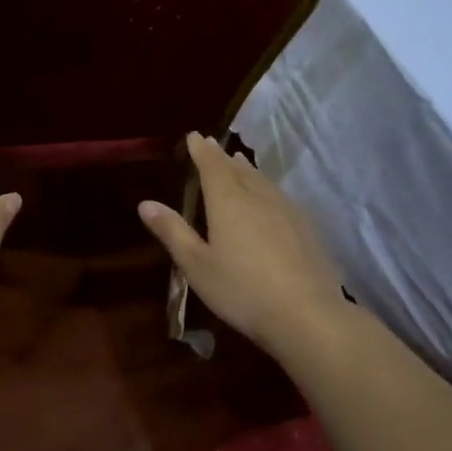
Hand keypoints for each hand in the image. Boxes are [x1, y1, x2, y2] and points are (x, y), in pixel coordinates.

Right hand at [138, 133, 343, 351]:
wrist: (305, 314)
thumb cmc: (241, 290)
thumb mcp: (196, 265)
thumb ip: (172, 231)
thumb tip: (145, 203)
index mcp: (228, 202)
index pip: (212, 166)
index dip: (201, 151)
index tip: (193, 136)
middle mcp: (258, 197)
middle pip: (238, 169)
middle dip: (222, 157)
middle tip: (212, 146)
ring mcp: (287, 211)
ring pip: (262, 180)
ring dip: (247, 169)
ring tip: (239, 162)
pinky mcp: (306, 228)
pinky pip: (279, 196)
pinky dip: (266, 187)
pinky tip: (269, 198)